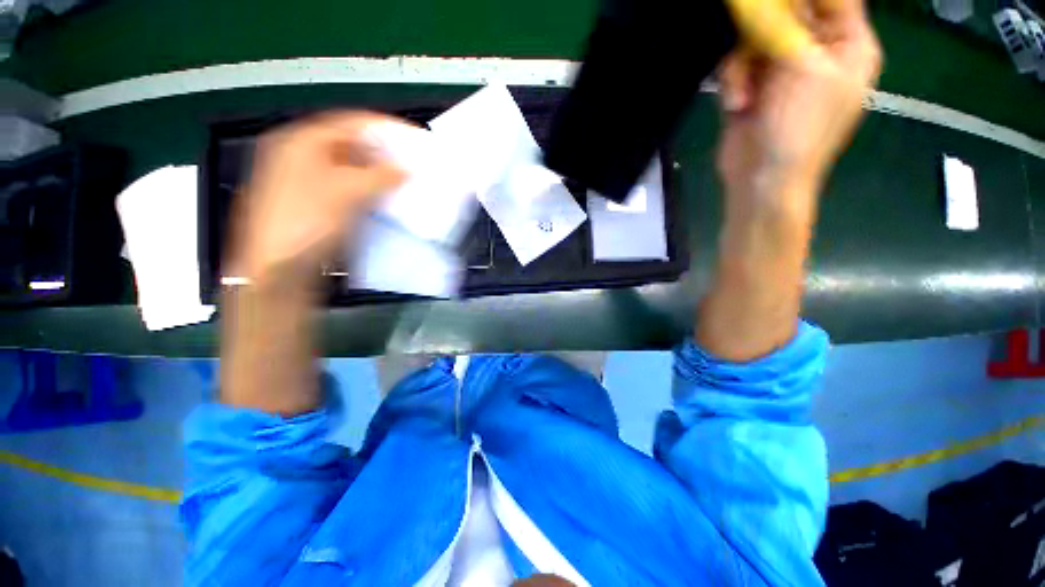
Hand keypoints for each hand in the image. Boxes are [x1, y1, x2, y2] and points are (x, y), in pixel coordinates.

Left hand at [226, 111, 405, 290]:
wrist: (279, 268)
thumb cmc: (306, 222)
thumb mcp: (345, 192)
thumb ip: (379, 176)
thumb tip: (405, 168)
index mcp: (300, 142)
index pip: (348, 123)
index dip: (382, 127)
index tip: (410, 137)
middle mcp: (300, 156)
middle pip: (348, 144)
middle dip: (381, 152)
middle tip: (409, 161)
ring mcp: (306, 181)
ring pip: (349, 168)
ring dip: (376, 172)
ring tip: (402, 178)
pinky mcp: (315, 203)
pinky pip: (347, 187)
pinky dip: (367, 189)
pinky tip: (385, 197)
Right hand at [696, 0, 879, 360]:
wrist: (758, 199)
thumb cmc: (792, 153)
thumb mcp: (805, 85)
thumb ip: (801, 35)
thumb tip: (778, 14)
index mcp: (850, 51)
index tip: (763, 3)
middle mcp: (823, 58)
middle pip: (790, 12)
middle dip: (765, 29)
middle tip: (755, 65)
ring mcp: (786, 79)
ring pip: (758, 39)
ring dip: (746, 62)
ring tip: (746, 97)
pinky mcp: (754, 100)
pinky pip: (741, 69)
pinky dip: (734, 79)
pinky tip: (736, 103)